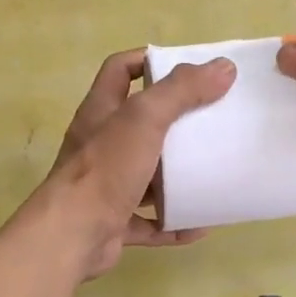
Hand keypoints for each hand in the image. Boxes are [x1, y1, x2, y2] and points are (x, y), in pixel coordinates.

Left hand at [45, 48, 236, 276]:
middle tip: (213, 118)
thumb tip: (223, 67)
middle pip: (140, 123)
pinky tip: (203, 224)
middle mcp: (102, 144)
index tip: (189, 68)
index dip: (149, 60)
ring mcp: (107, 185)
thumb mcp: (145, 118)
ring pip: (147, 174)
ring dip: (178, 175)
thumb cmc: (106, 168)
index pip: (121, 70)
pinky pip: (152, 220)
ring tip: (214, 168)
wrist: (72, 236)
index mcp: (102, 112)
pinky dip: (176, 220)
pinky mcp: (116, 221)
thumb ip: (181, 90)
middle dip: (176, 121)